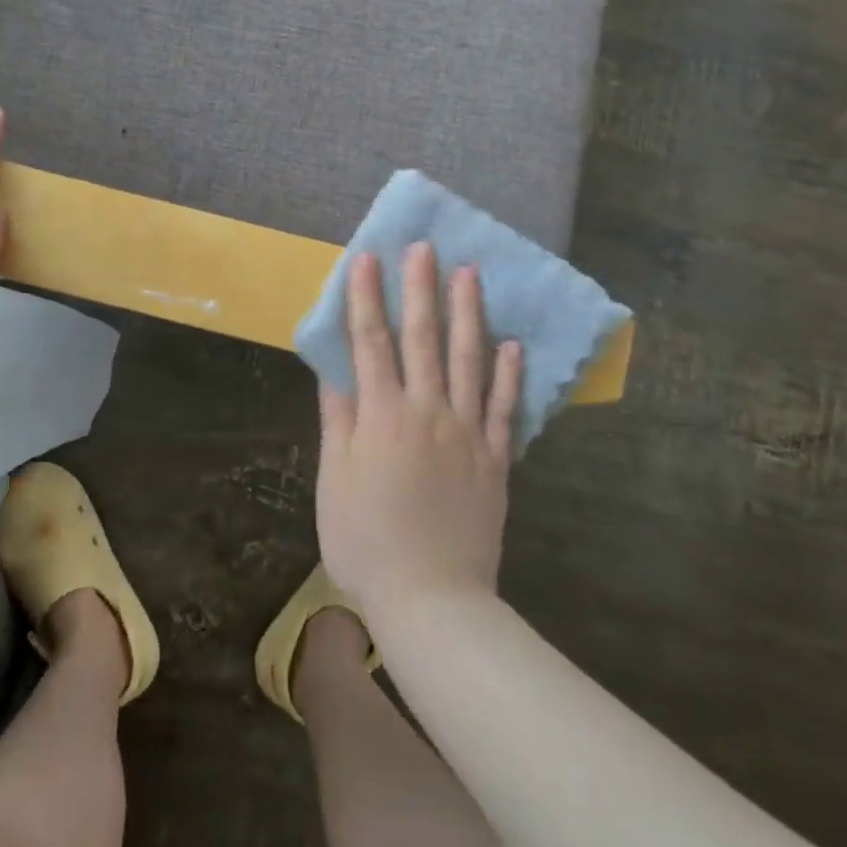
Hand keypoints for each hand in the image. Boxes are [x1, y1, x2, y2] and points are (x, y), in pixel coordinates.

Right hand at [315, 243, 522, 617]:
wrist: (432, 599)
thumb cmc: (366, 541)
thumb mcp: (334, 479)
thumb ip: (337, 419)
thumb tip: (334, 368)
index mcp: (382, 415)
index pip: (371, 341)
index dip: (368, 297)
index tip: (368, 257)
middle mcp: (427, 411)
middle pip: (424, 339)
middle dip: (421, 289)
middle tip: (425, 247)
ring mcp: (467, 432)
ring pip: (470, 360)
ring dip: (469, 314)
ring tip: (470, 274)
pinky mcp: (495, 458)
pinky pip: (505, 407)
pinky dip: (508, 373)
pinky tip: (512, 343)